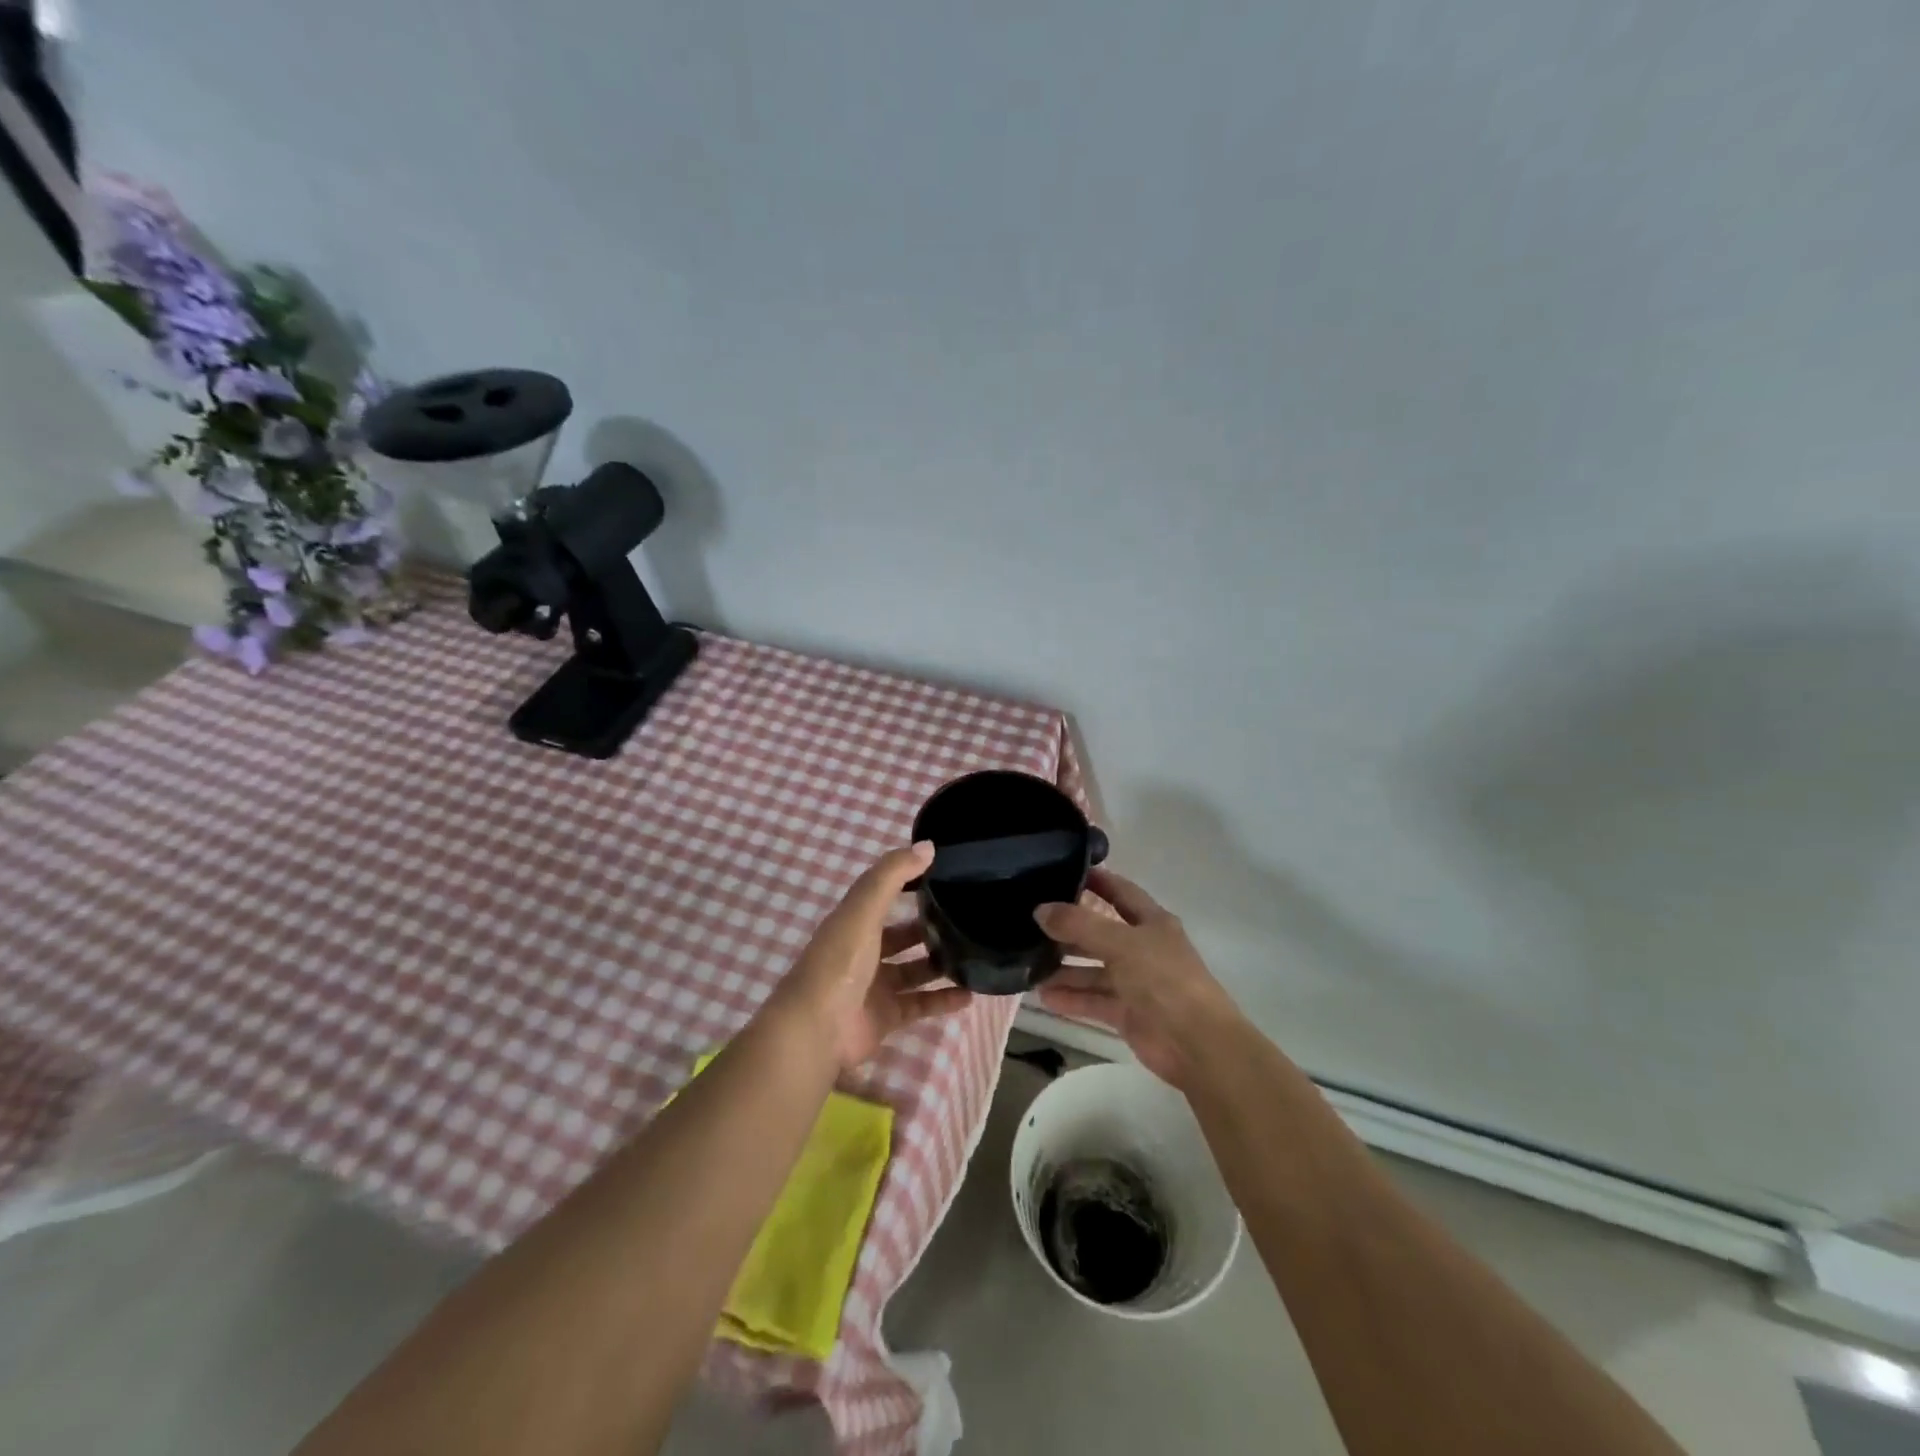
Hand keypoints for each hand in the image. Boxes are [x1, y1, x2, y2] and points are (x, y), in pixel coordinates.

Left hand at [780, 842, 976, 1069]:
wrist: (816, 1030)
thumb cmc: (839, 962)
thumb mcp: (864, 910)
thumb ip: (893, 875)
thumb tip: (928, 846)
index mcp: (853, 922)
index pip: (883, 895)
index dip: (908, 883)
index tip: (944, 873)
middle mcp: (863, 952)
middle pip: (900, 935)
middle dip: (928, 927)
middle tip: (966, 918)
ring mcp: (874, 987)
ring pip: (914, 970)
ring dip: (940, 964)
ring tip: (974, 953)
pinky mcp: (886, 1017)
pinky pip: (920, 1005)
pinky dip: (943, 1000)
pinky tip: (970, 994)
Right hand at [1034, 867, 1243, 1088]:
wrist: (1196, 1044)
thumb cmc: (1163, 979)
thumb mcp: (1120, 943)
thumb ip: (1079, 925)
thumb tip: (1040, 909)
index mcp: (1152, 922)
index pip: (1120, 891)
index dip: (1095, 880)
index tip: (1059, 872)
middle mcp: (1143, 948)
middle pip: (1100, 933)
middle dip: (1068, 930)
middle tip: (1030, 924)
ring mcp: (1135, 982)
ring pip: (1093, 970)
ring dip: (1065, 969)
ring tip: (1029, 966)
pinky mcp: (1127, 1013)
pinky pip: (1093, 1000)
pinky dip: (1071, 998)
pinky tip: (1044, 997)